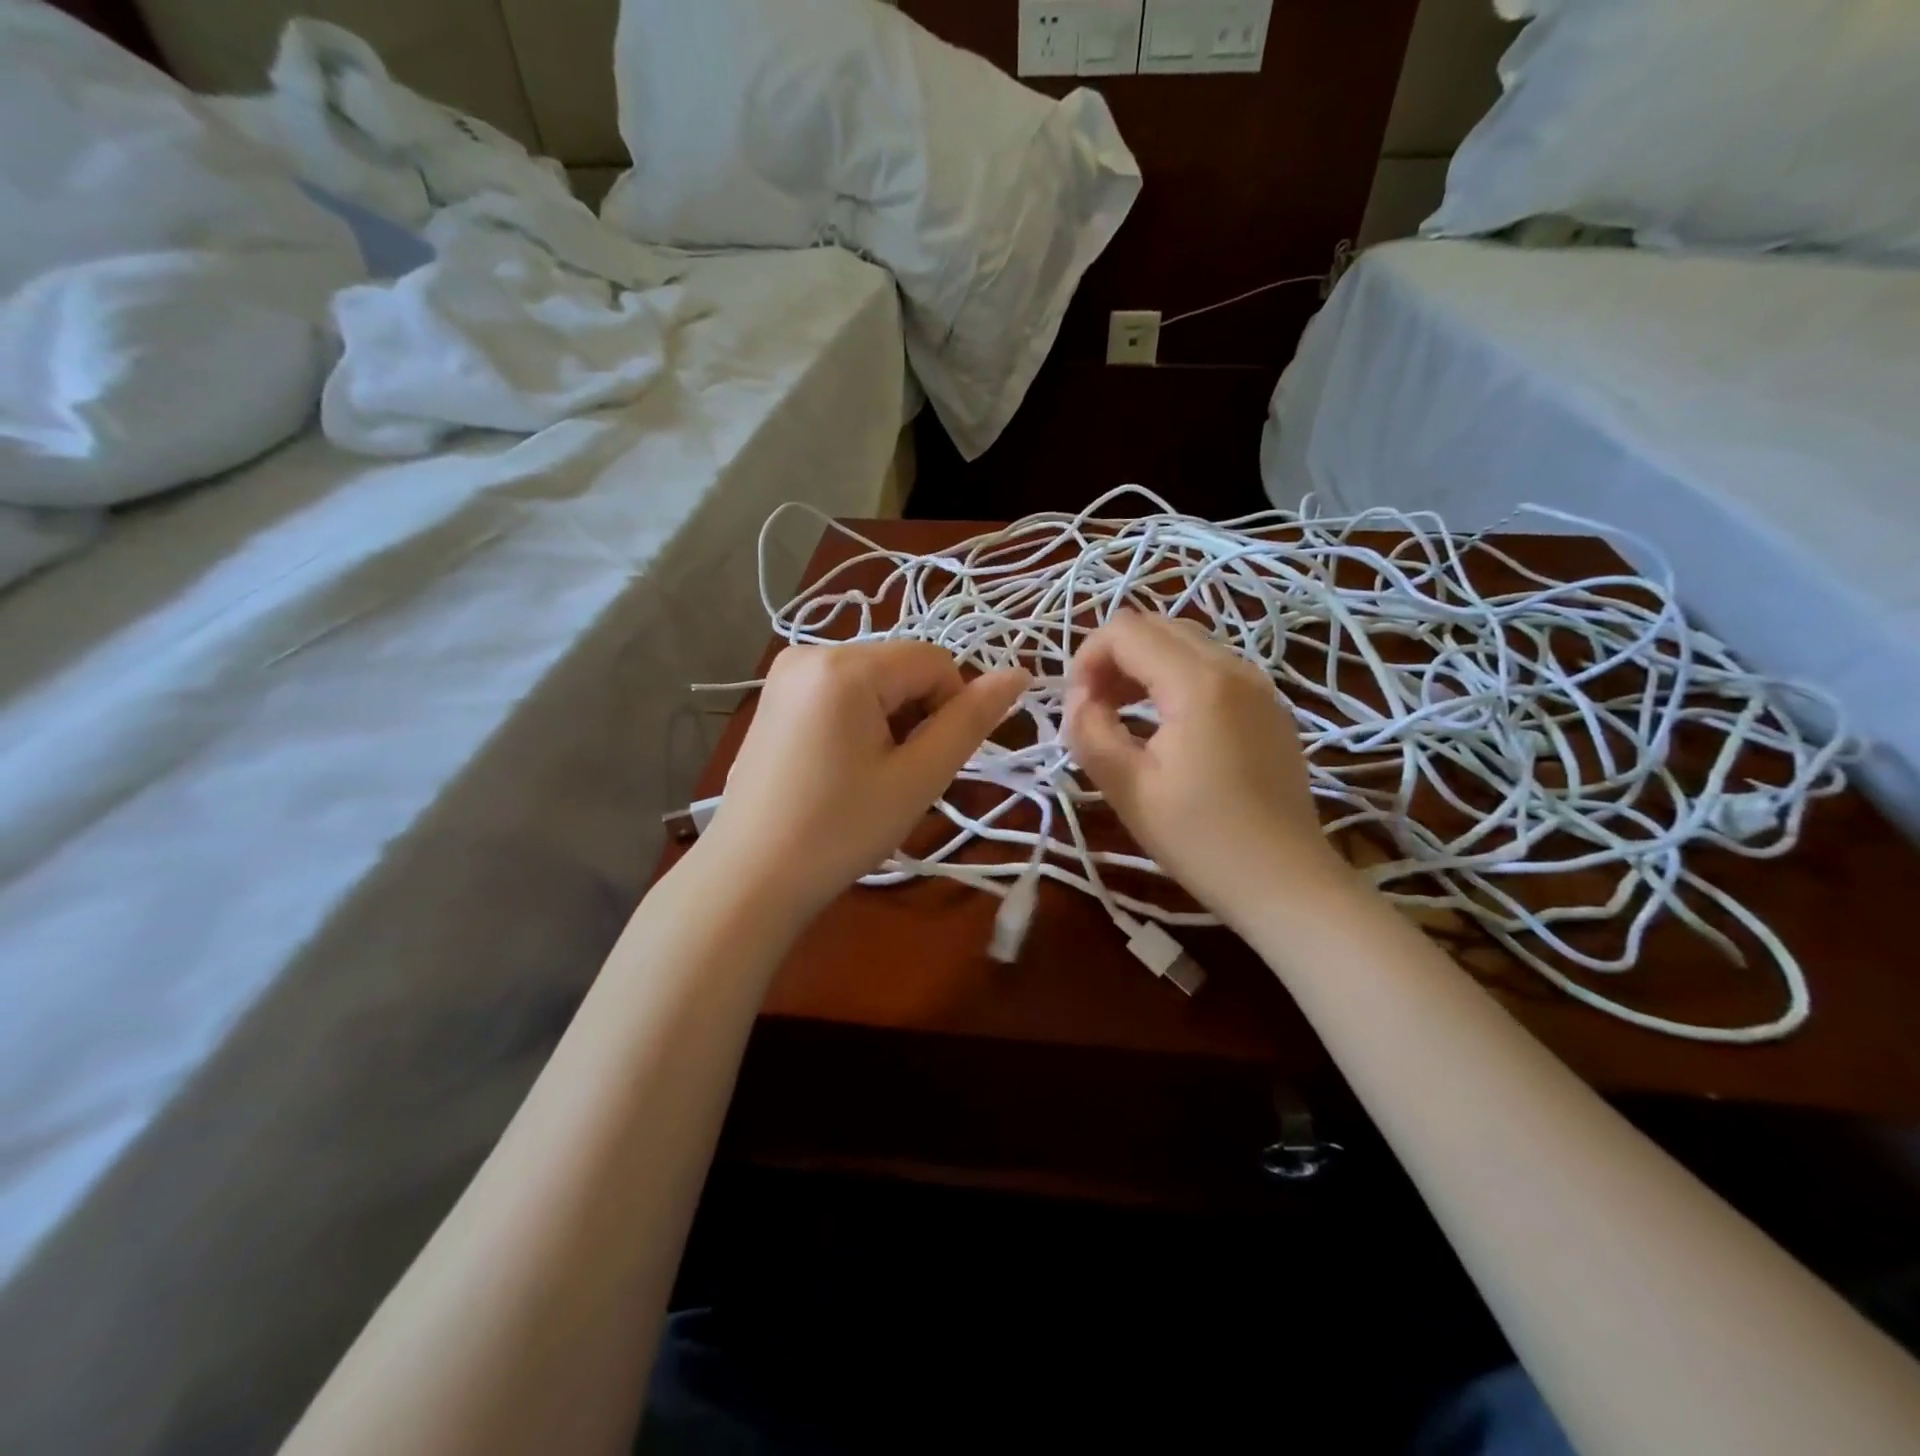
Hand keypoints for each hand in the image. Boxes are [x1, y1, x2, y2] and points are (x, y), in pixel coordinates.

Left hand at [700, 641, 1029, 920]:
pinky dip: (858, 722)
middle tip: (899, 776)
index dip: (950, 709)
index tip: (930, 763)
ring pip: (873, 681)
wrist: (749, 878)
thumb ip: (969, 721)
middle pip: (901, 667)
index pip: (934, 661)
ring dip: (889, 721)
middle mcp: (810, 652)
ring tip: (869, 777)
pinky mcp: (774, 699)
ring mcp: (785, 674)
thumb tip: (1018, 673)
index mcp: (845, 665)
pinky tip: (841, 769)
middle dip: (916, 715)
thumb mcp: (916, 778)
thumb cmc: (839, 831)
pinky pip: (840, 692)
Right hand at [1063, 611, 1348, 928]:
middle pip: (1156, 625)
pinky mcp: (1269, 705)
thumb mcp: (1127, 789)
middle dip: (1114, 657)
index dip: (1087, 659)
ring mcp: (1258, 684)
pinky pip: (1212, 666)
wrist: (1284, 882)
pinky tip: (1166, 725)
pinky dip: (1176, 678)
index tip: (1078, 708)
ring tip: (1123, 715)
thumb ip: (1089, 730)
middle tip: (1096, 709)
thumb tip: (1078, 698)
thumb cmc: (1200, 840)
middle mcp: (1234, 667)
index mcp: (1199, 683)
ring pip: (1185, 642)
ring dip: (1143, 665)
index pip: (1125, 630)